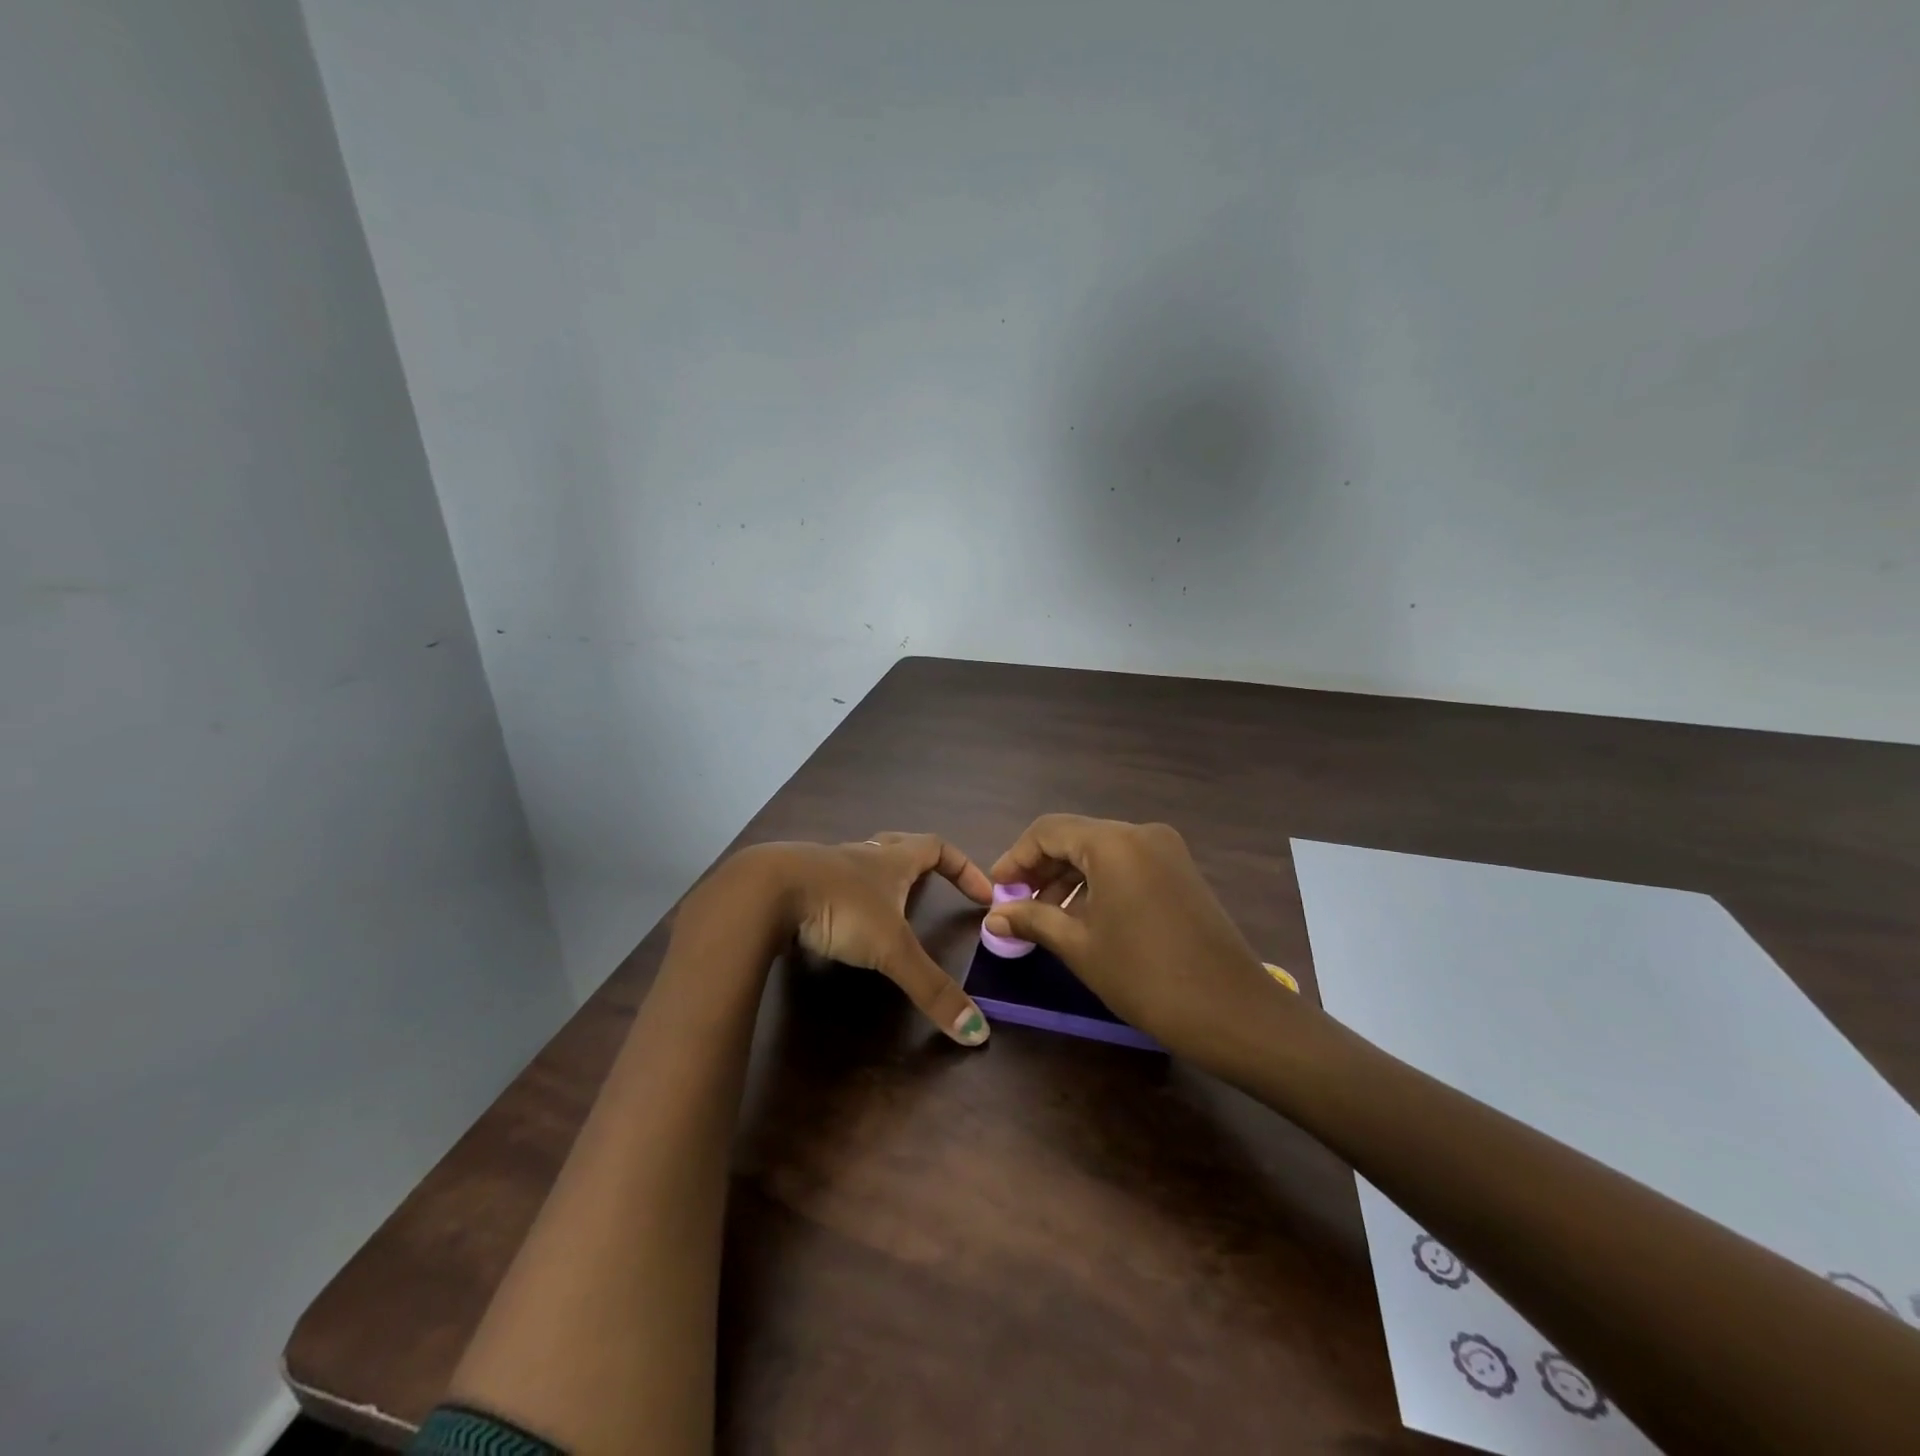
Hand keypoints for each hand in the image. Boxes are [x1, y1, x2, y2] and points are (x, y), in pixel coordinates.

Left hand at [732, 833, 994, 1045]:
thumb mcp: (891, 949)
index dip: (964, 867)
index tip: (983, 893)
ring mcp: (826, 866)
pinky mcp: (797, 884)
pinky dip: (843, 899)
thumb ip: (931, 988)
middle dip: (920, 865)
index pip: (938, 848)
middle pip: (898, 846)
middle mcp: (862, 855)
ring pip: (861, 864)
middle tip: (932, 889)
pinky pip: (830, 884)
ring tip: (887, 911)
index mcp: (891, 860)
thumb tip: (978, 1033)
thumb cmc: (840, 907)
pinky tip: (836, 925)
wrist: (765, 891)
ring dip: (879, 881)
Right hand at [984, 814, 1291, 1063]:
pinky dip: (1099, 883)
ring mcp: (1166, 850)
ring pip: (1101, 851)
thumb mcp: (1080, 946)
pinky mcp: (1180, 871)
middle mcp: (1140, 833)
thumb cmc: (1145, 976)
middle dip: (1041, 869)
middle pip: (1075, 837)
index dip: (1016, 857)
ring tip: (1046, 918)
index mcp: (1113, 842)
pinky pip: (1127, 864)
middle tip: (1016, 906)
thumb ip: (1033, 919)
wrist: (1232, 1011)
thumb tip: (994, 914)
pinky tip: (1085, 917)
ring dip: (1069, 878)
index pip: (1048, 831)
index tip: (996, 890)